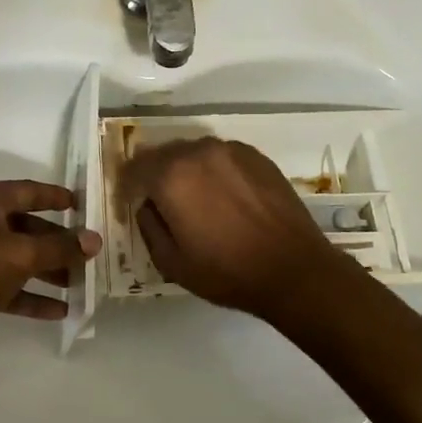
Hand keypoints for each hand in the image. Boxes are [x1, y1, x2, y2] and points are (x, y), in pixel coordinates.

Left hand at [0, 180, 100, 356]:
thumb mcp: (22, 254)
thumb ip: (60, 248)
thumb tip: (94, 240)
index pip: (29, 191)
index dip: (56, 197)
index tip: (82, 204)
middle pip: (25, 227)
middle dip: (56, 243)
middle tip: (86, 254)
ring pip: (16, 258)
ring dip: (46, 271)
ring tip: (77, 285)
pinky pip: (4, 285)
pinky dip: (28, 295)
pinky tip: (57, 311)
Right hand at [119, 138, 344, 320]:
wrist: (294, 269)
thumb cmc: (226, 272)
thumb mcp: (171, 262)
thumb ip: (148, 226)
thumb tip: (147, 205)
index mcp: (171, 176)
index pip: (134, 168)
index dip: (127, 186)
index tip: (130, 203)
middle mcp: (198, 151)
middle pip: (163, 154)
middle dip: (155, 175)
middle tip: (161, 203)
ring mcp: (230, 150)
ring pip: (193, 152)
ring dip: (185, 171)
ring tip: (196, 200)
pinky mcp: (257, 156)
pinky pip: (221, 156)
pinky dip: (214, 170)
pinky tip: (225, 197)